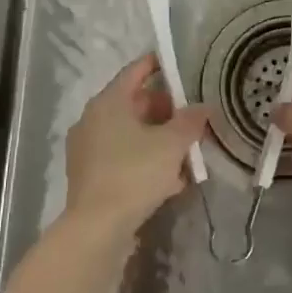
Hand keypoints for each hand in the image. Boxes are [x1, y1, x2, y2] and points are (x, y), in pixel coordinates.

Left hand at [62, 54, 208, 239]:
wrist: (97, 228)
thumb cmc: (134, 173)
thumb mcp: (172, 144)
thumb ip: (190, 121)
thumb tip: (202, 107)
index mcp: (108, 102)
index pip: (136, 71)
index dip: (158, 64)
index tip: (179, 64)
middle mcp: (93, 120)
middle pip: (135, 104)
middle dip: (166, 110)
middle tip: (193, 117)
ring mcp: (89, 149)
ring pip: (132, 134)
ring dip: (160, 139)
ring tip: (188, 152)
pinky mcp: (91, 176)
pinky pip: (124, 158)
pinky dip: (146, 161)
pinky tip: (172, 180)